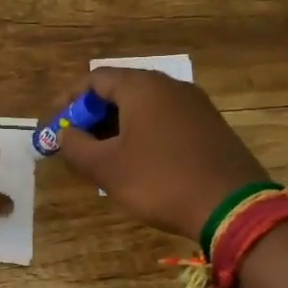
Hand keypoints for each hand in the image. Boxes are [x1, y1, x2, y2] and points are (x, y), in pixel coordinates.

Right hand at [51, 68, 268, 242]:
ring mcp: (195, 105)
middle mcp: (170, 86)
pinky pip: (166, 121)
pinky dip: (144, 134)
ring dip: (118, 127)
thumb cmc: (160, 181)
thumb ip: (76, 147)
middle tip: (77, 143)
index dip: (69, 101)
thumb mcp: (106, 168)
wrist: (232, 208)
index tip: (55, 126)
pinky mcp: (211, 127)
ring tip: (103, 156)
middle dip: (93, 116)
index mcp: (142, 87)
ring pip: (144, 107)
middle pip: (120, 90)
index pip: (94, 79)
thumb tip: (65, 135)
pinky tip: (139, 162)